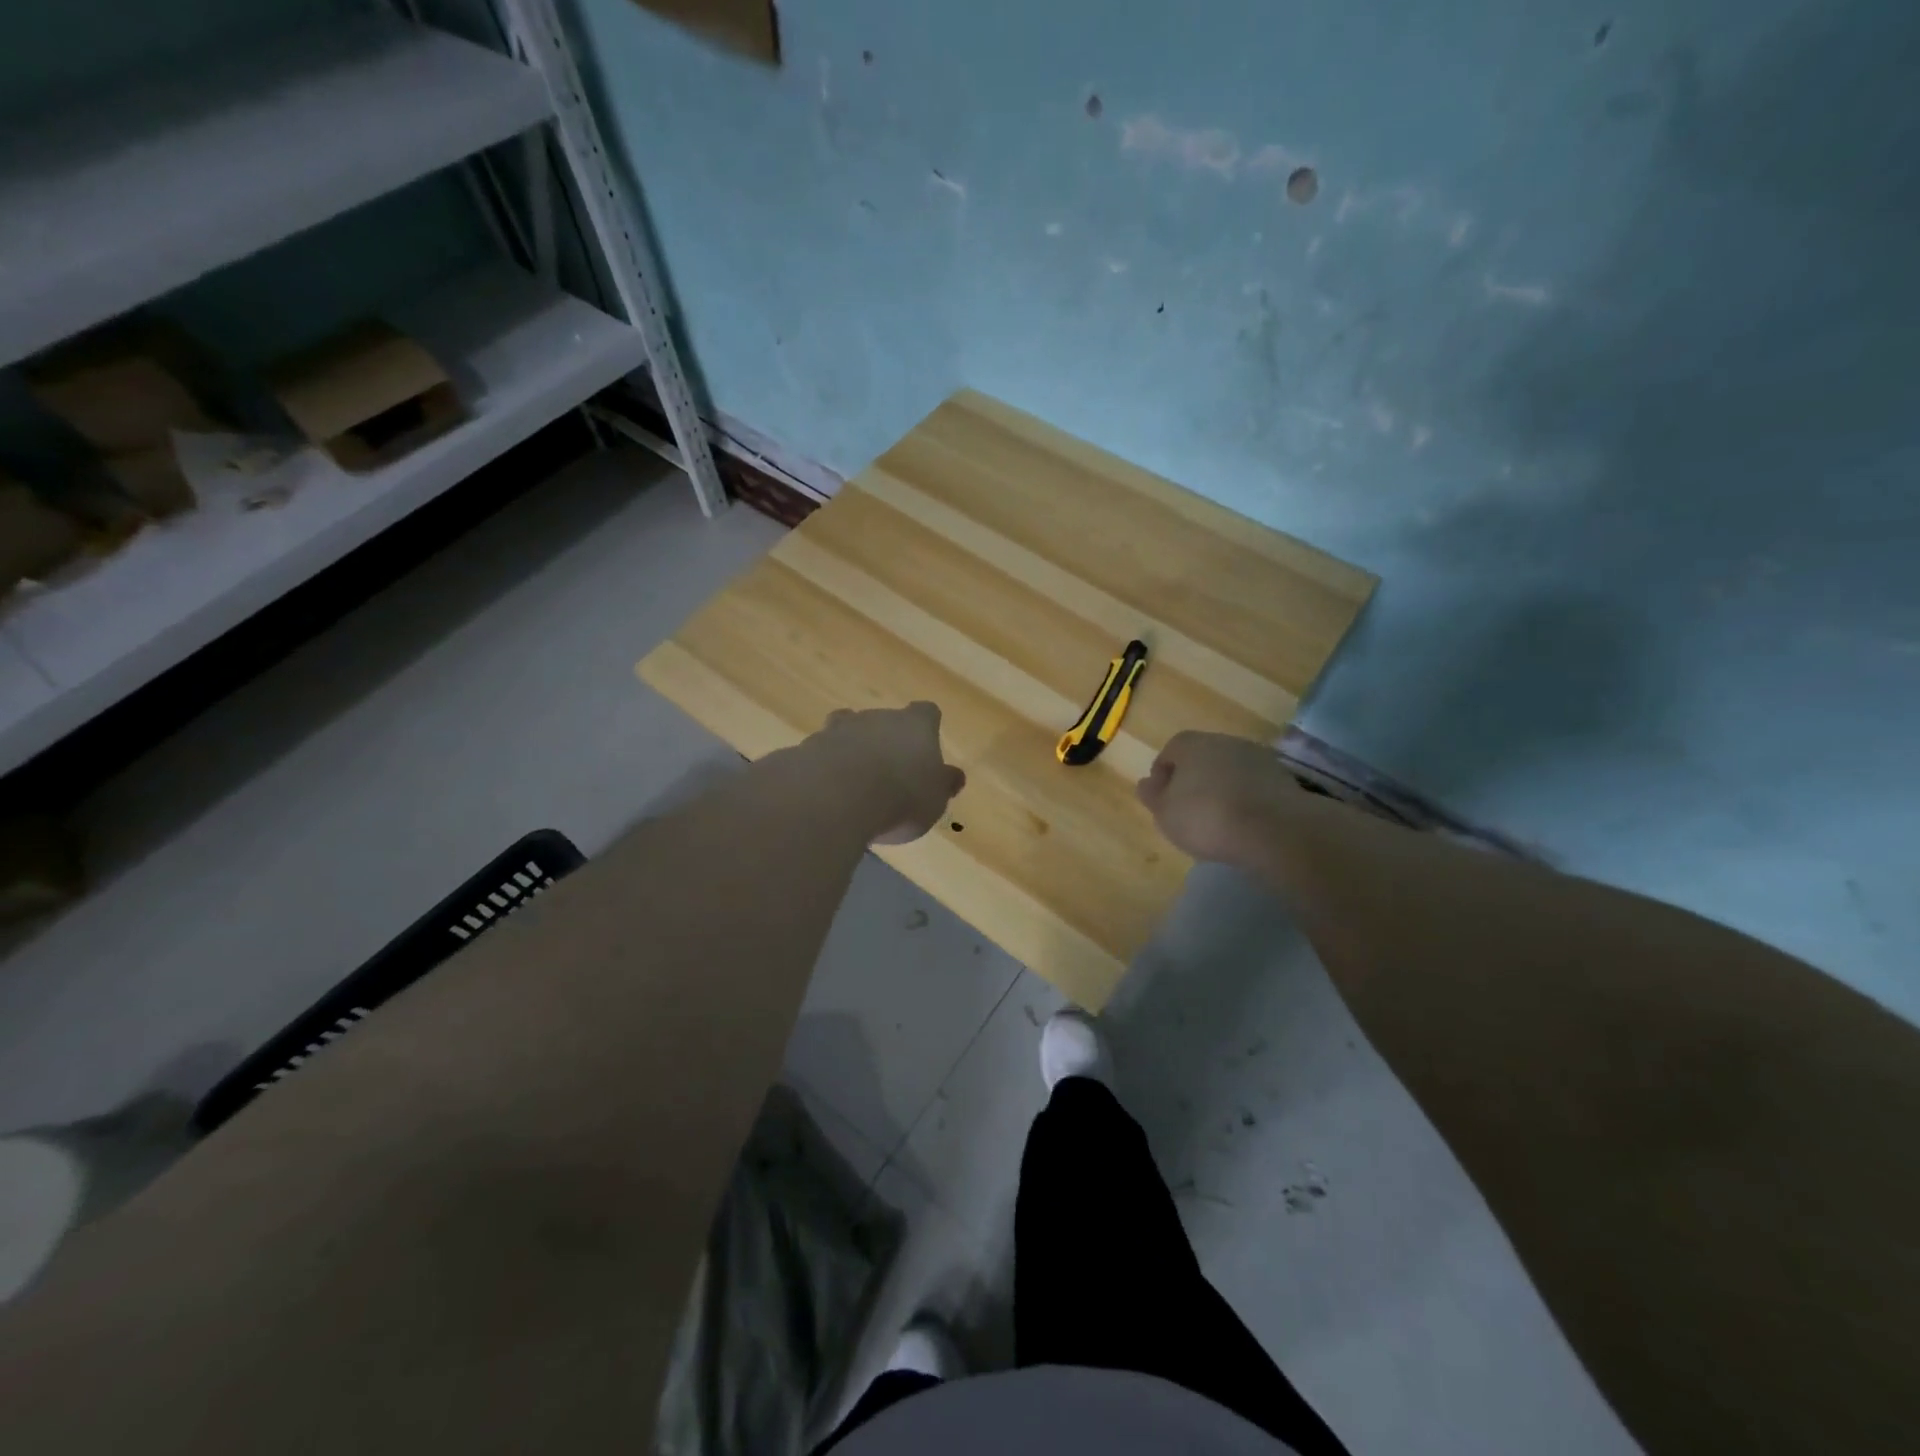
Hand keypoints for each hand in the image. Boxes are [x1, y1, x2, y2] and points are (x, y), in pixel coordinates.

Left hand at [810, 702, 966, 844]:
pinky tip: (826, 794)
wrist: (837, 797)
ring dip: (851, 751)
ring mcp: (839, 730)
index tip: (926, 745)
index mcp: (915, 725)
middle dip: (884, 740)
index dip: (927, 726)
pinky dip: (825, 769)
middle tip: (888, 773)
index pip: (926, 713)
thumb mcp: (934, 799)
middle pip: (883, 720)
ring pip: (847, 731)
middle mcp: (877, 718)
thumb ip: (943, 785)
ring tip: (853, 783)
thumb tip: (955, 776)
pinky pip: (821, 754)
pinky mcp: (807, 748)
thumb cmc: (901, 796)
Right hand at [1136, 731, 1295, 863]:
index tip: (1162, 798)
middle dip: (1194, 778)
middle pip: (1202, 757)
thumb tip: (1146, 783)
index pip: (1171, 750)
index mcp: (1191, 743)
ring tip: (1218, 818)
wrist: (1274, 829)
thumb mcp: (1165, 813)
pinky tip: (1244, 822)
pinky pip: (1254, 785)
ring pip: (1230, 769)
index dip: (1164, 773)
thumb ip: (1153, 796)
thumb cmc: (1207, 817)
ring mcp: (1257, 756)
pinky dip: (1246, 798)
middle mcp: (1224, 741)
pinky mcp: (1283, 777)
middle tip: (1189, 809)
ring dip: (1222, 787)